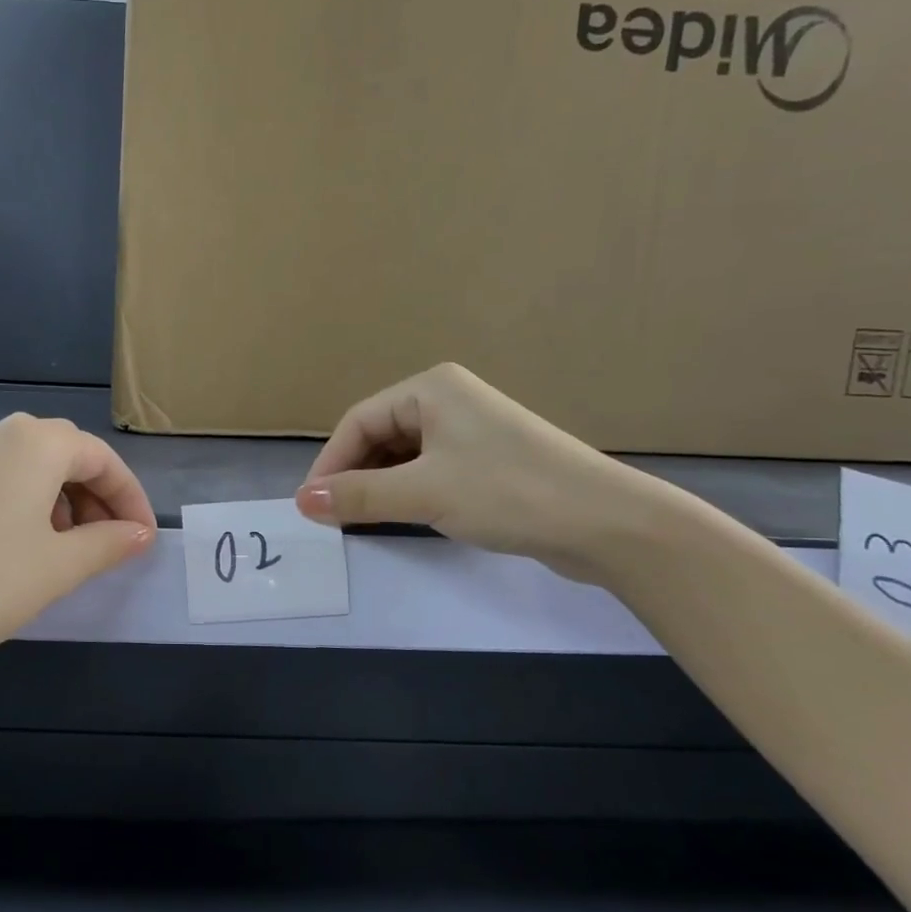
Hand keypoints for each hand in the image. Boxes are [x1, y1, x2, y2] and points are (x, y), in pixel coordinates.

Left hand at [0, 414, 155, 676]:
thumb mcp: (58, 567)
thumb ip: (109, 544)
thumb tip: (141, 534)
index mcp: (37, 442)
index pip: (102, 459)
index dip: (130, 499)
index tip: (144, 539)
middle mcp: (1, 433)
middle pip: (68, 455)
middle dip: (98, 497)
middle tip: (111, 544)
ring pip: (33, 466)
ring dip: (64, 500)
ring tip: (69, 550)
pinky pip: (1, 478)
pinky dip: (28, 503)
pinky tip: (23, 546)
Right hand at [294, 362, 658, 580]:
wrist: (608, 523)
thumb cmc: (509, 493)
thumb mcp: (424, 493)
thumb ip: (359, 496)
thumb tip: (302, 501)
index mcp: (431, 388)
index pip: (359, 421)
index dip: (330, 463)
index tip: (312, 506)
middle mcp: (449, 399)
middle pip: (380, 435)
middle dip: (355, 475)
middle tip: (336, 518)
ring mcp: (472, 430)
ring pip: (405, 455)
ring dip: (381, 486)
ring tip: (363, 521)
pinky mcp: (489, 460)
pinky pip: (431, 470)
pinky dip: (410, 492)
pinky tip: (404, 517)